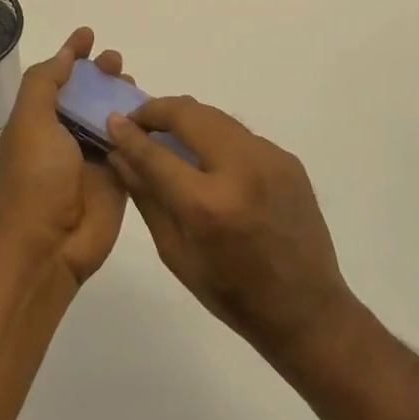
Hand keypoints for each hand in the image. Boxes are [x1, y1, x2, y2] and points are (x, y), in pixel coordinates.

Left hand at [0, 28, 129, 288]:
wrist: (48, 247)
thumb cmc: (34, 180)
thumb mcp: (29, 122)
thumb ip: (45, 84)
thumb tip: (64, 53)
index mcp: (35, 124)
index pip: (54, 80)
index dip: (70, 56)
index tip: (88, 34)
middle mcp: (61, 139)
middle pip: (85, 97)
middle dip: (99, 75)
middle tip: (116, 62)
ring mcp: (89, 160)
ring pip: (109, 118)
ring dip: (120, 97)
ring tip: (132, 82)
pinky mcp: (116, 179)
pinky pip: (130, 146)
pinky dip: (139, 127)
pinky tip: (153, 111)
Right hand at [107, 98, 353, 358]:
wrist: (307, 309)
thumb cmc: (232, 293)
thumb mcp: (176, 252)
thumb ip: (147, 196)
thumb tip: (119, 154)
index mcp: (208, 205)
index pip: (156, 152)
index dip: (129, 132)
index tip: (112, 120)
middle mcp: (242, 170)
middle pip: (189, 113)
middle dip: (158, 110)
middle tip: (139, 121)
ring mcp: (270, 159)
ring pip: (216, 116)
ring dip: (187, 119)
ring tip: (169, 135)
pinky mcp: (288, 159)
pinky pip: (240, 135)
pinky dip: (216, 137)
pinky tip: (209, 160)